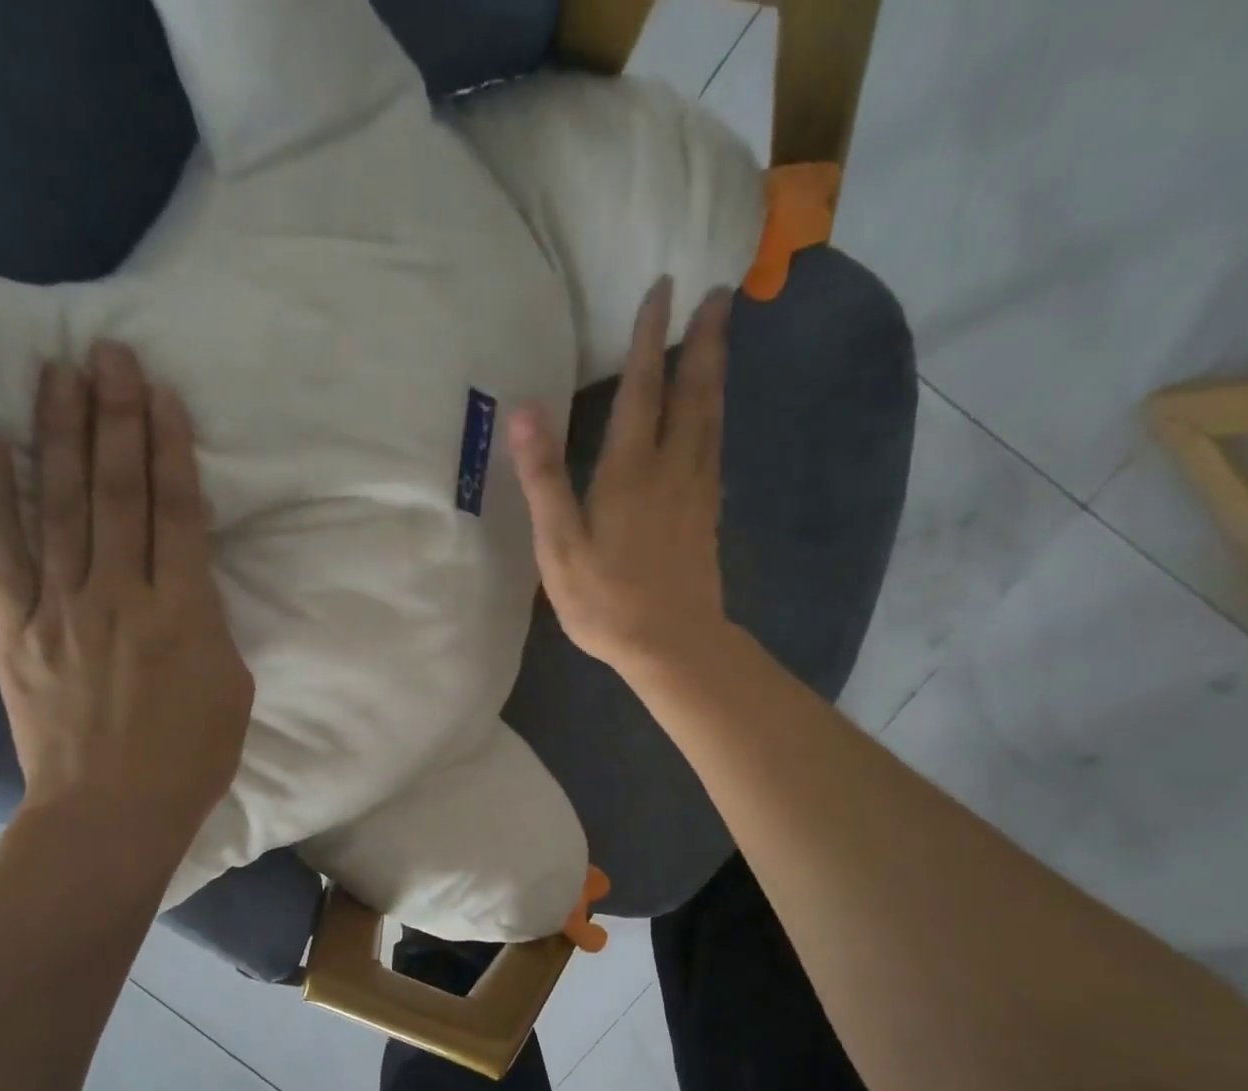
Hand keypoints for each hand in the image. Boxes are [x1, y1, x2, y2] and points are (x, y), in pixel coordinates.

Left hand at [0, 342, 253, 850]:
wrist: (111, 810)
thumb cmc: (191, 756)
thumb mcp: (232, 685)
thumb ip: (208, 621)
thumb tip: (186, 578)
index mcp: (183, 612)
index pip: (174, 512)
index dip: (168, 448)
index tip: (160, 394)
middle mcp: (119, 595)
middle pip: (116, 492)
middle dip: (113, 419)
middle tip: (106, 354)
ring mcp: (61, 608)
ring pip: (61, 506)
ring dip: (58, 436)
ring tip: (54, 374)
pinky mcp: (16, 628)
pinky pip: (3, 551)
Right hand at [509, 277, 735, 680]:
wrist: (672, 645)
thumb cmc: (607, 601)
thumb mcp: (560, 546)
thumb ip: (544, 479)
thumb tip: (525, 411)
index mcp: (631, 471)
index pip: (642, 389)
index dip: (649, 338)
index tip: (663, 288)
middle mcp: (672, 469)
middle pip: (693, 392)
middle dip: (703, 340)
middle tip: (719, 293)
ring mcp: (697, 492)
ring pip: (712, 417)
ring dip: (716, 371)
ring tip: (721, 336)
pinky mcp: (708, 515)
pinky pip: (715, 448)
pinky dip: (717, 417)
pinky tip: (715, 415)